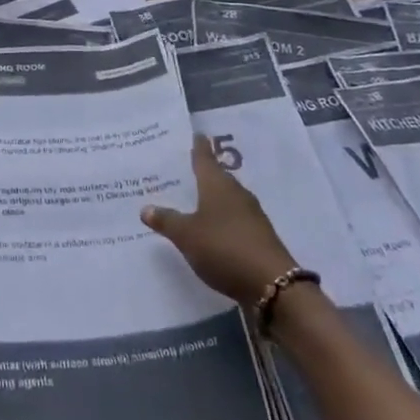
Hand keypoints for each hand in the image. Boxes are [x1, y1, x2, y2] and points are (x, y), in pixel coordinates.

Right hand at [143, 137, 297, 305]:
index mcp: (217, 185)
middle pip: (218, 177)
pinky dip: (222, 219)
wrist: (273, 284)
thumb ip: (166, 220)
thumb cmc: (224, 248)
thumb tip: (146, 207)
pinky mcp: (259, 236)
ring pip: (228, 199)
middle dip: (203, 173)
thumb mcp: (187, 235)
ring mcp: (251, 215)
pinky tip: (212, 228)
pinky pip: (235, 219)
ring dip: (213, 198)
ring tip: (194, 200)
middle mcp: (236, 193)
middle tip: (184, 171)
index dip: (199, 147)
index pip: (205, 158)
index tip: (196, 134)